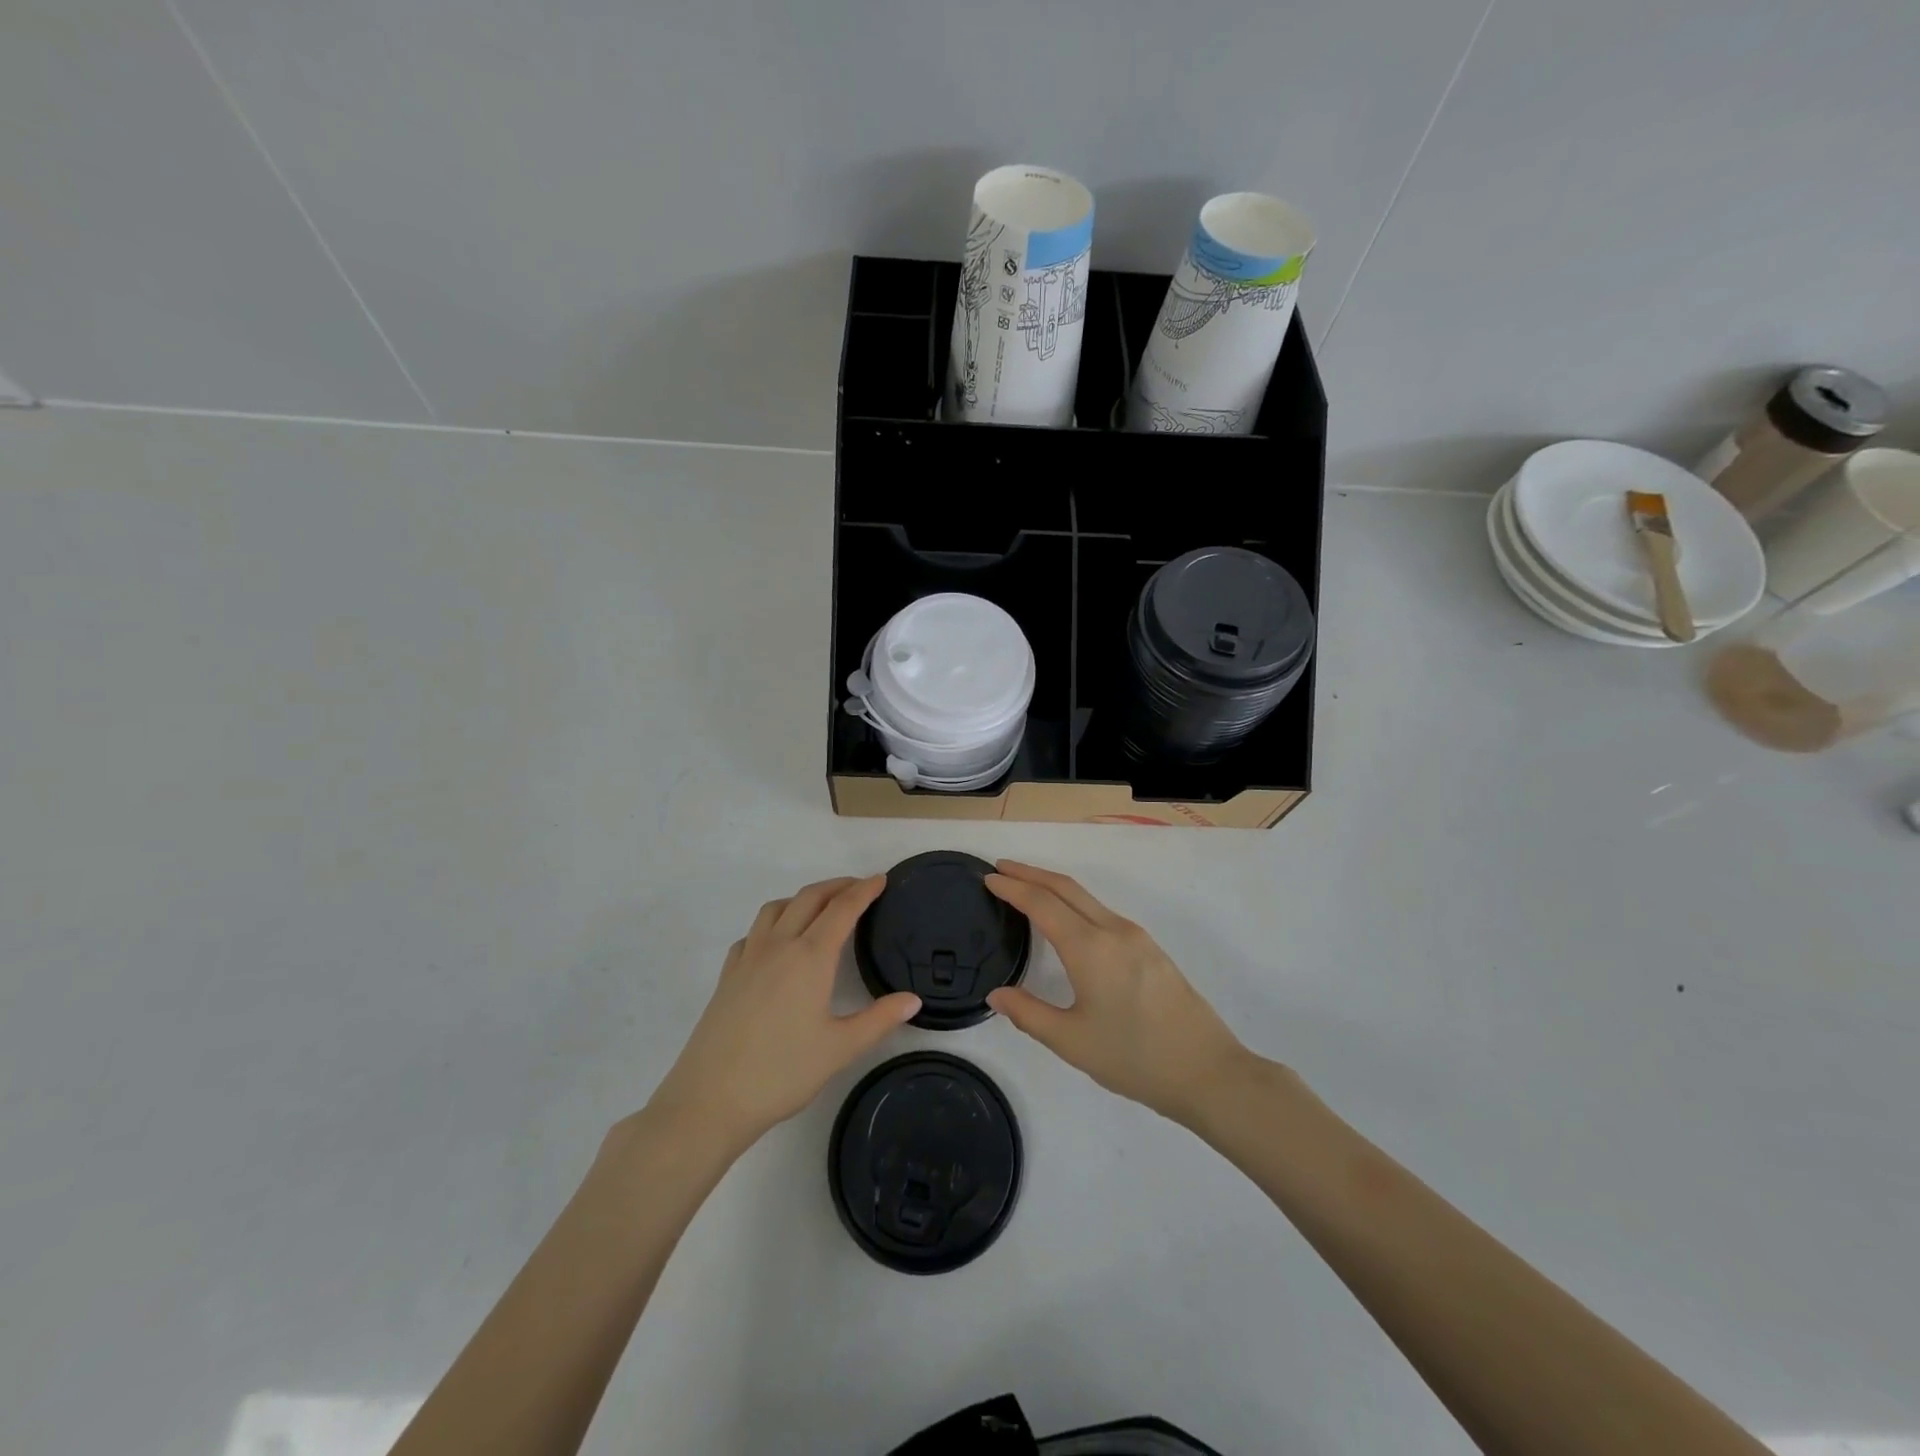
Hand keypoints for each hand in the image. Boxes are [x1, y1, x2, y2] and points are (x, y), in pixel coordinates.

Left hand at [648, 876, 919, 1151]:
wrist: (710, 1099)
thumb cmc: (782, 1072)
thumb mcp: (840, 1049)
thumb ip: (879, 1020)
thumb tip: (913, 1000)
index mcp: (810, 957)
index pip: (842, 909)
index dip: (864, 891)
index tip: (881, 879)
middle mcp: (778, 946)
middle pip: (809, 898)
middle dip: (837, 886)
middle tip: (859, 887)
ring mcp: (748, 957)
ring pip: (776, 908)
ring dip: (803, 898)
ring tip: (820, 908)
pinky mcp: (728, 975)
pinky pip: (753, 932)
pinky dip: (772, 923)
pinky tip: (777, 944)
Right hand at [985, 861, 1249, 1125]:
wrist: (1207, 1071)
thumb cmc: (1134, 1058)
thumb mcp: (1072, 1041)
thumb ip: (1029, 1014)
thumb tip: (997, 994)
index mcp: (1090, 948)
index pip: (1042, 904)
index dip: (1013, 887)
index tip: (988, 877)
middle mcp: (1113, 930)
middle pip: (1066, 888)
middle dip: (1031, 873)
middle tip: (1002, 868)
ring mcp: (1136, 937)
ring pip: (1087, 898)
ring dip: (1054, 886)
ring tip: (1027, 889)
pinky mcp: (1150, 949)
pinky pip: (1103, 912)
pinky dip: (1075, 903)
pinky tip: (1068, 920)